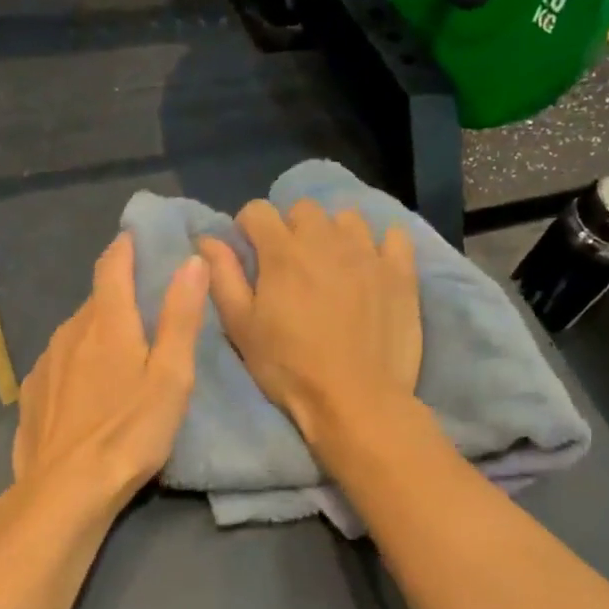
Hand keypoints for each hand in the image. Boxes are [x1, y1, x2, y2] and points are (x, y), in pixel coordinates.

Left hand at [13, 234, 210, 507]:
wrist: (65, 490)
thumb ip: (180, 317)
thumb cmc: (130, 433)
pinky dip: (78, 362)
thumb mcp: (171, 377)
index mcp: (106, 322)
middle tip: (147, 307)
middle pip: (96, 300)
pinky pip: (60, 362)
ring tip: (122, 353)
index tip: (139, 238)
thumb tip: (191, 261)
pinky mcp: (33, 393)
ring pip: (77, 332)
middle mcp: (70, 331)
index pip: (112, 265)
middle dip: (119, 294)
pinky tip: (89, 390)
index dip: (127, 246)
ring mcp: (46, 362)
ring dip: (99, 331)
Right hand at [197, 199, 419, 443]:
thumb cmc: (289, 369)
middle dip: (291, 228)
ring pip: (347, 218)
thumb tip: (207, 240)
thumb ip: (223, 278)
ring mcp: (368, 253)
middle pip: (303, 208)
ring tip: (332, 265)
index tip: (249, 252)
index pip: (258, 211)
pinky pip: (394, 236)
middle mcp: (325, 240)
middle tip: (290, 264)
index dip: (248, 228)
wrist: (356, 400)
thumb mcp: (242, 328)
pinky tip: (372, 268)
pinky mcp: (401, 272)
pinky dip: (380, 245)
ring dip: (334, 234)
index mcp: (282, 252)